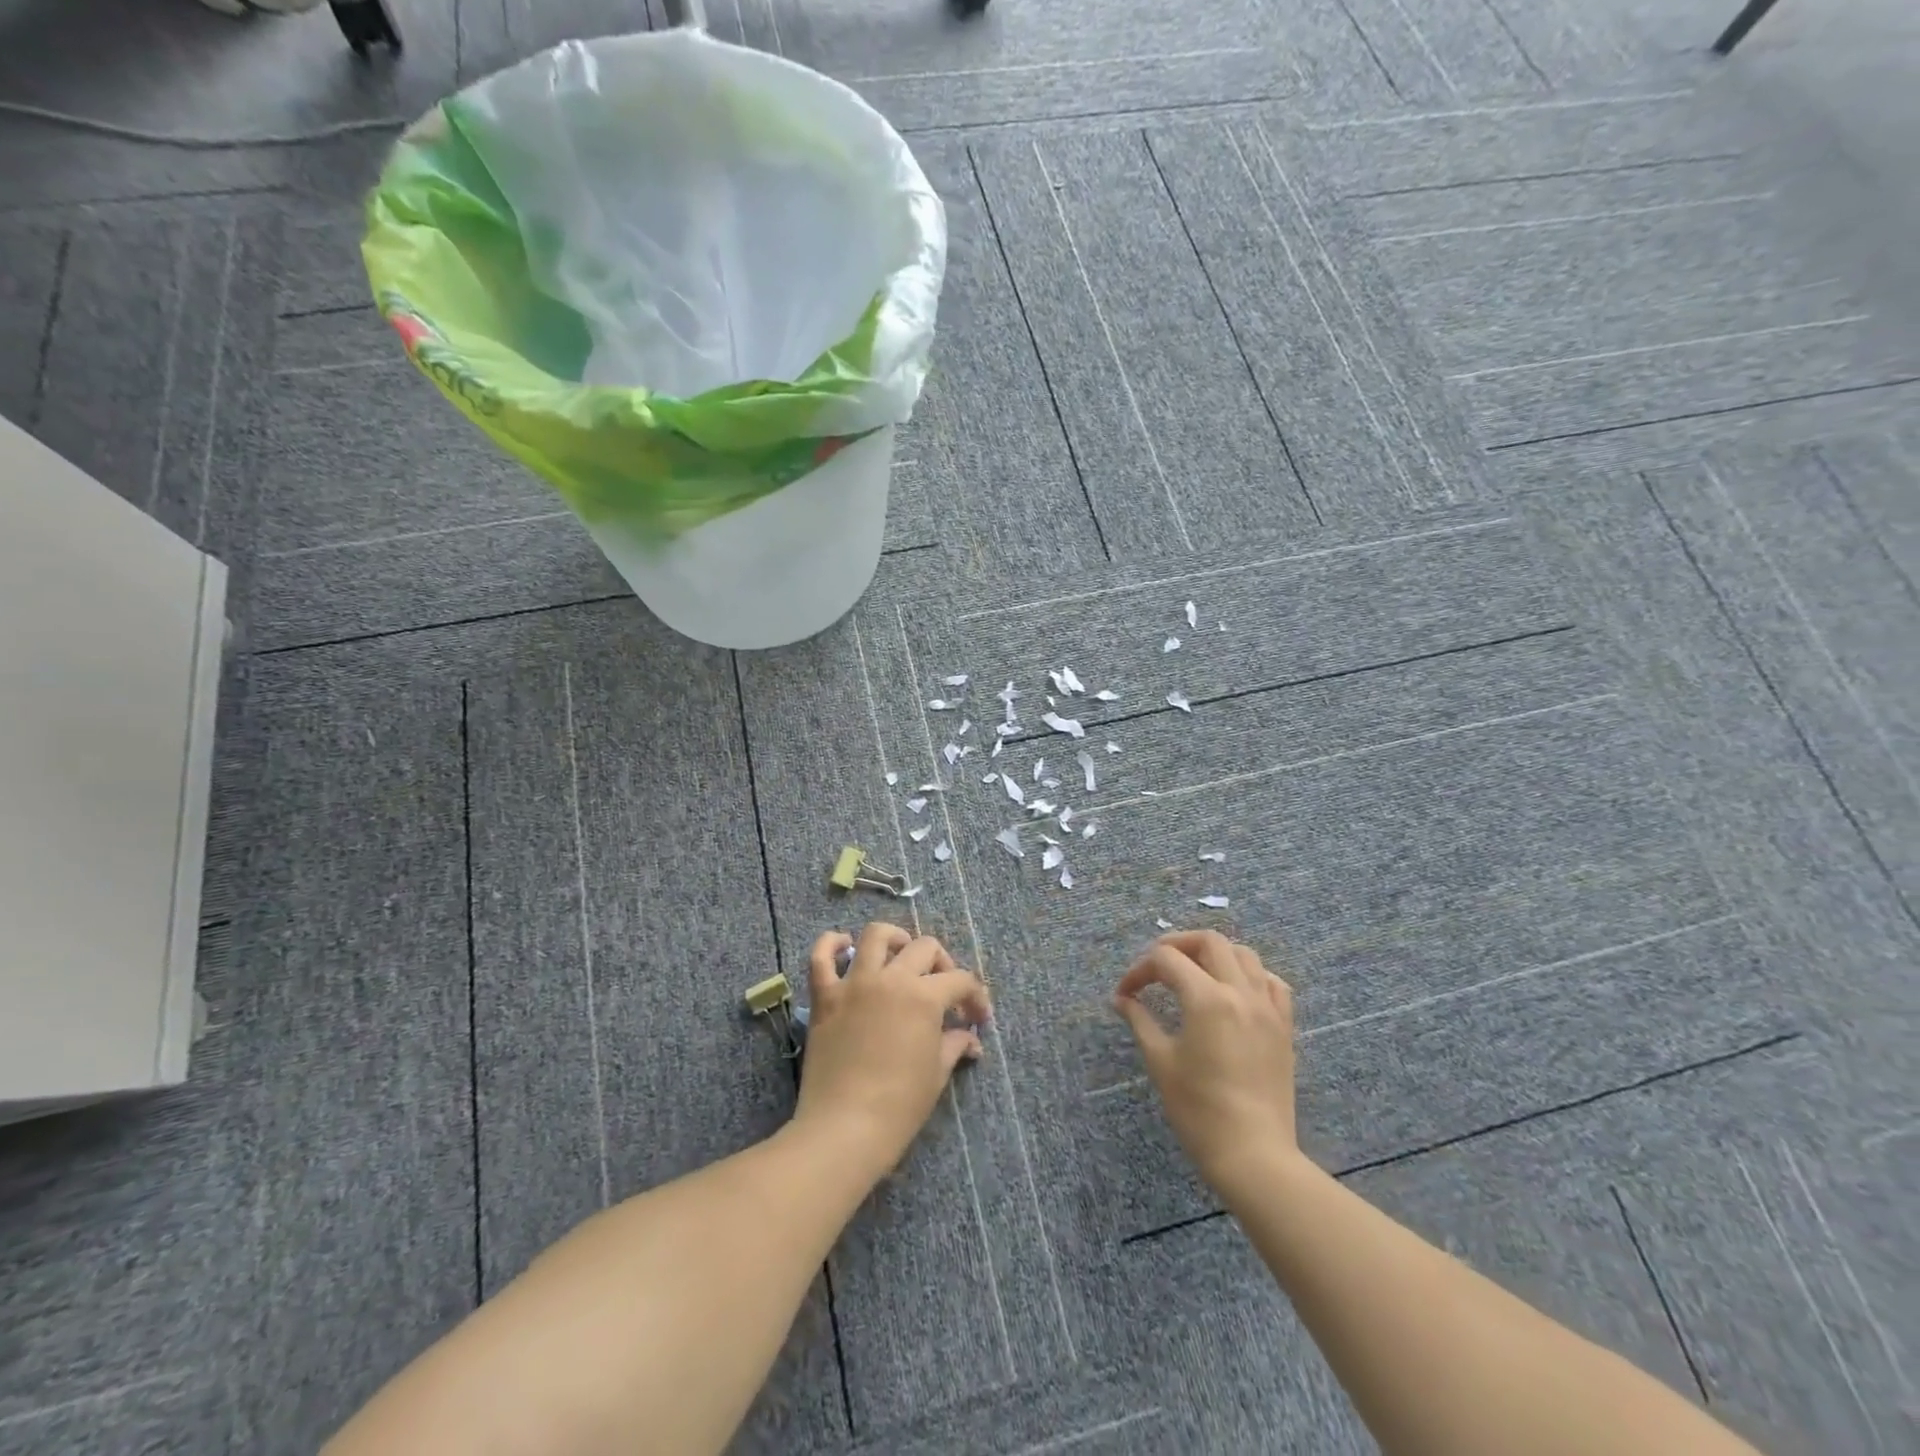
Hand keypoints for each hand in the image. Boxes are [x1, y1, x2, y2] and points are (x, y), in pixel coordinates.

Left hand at [793, 923, 991, 1177]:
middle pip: (924, 948)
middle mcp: (891, 979)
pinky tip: (844, 946)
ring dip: (894, 939)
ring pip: (875, 936)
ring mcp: (854, 984)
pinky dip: (831, 943)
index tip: (978, 1018)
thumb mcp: (936, 1074)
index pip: (960, 980)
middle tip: (944, 989)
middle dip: (942, 963)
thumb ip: (954, 1045)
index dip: (975, 996)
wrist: (844, 1130)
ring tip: (901, 954)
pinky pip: (821, 956)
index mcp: (924, 997)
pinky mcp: (824, 997)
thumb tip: (970, 1038)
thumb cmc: (899, 1106)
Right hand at [1113, 930, 1301, 1194]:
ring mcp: (1268, 1008)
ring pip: (1244, 955)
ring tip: (1194, 973)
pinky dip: (1251, 976)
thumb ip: (1140, 1020)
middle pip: (1209, 941)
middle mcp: (1240, 992)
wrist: (1253, 1156)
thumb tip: (1122, 999)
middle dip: (1177, 945)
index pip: (1167, 960)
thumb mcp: (1160, 1062)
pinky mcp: (1284, 1027)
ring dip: (1214, 955)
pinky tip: (1235, 992)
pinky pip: (1272, 983)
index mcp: (1207, 998)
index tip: (1125, 994)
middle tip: (1157, 967)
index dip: (1139, 970)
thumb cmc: (1199, 1111)